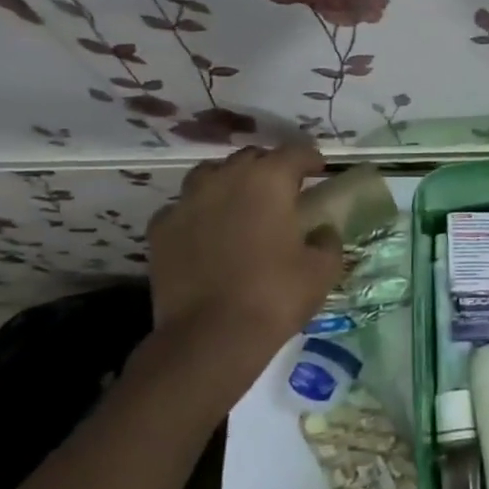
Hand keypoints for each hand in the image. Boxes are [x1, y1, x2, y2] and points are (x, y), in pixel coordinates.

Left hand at [145, 144, 344, 367]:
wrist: (211, 336)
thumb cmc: (276, 295)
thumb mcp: (323, 269)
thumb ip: (327, 240)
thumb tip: (322, 230)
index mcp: (269, 180)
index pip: (295, 152)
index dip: (311, 159)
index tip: (319, 170)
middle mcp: (225, 179)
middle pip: (251, 158)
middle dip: (270, 168)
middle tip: (284, 190)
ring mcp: (187, 202)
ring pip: (211, 175)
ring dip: (230, 183)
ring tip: (241, 204)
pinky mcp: (161, 229)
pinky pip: (184, 208)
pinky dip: (199, 213)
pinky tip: (208, 233)